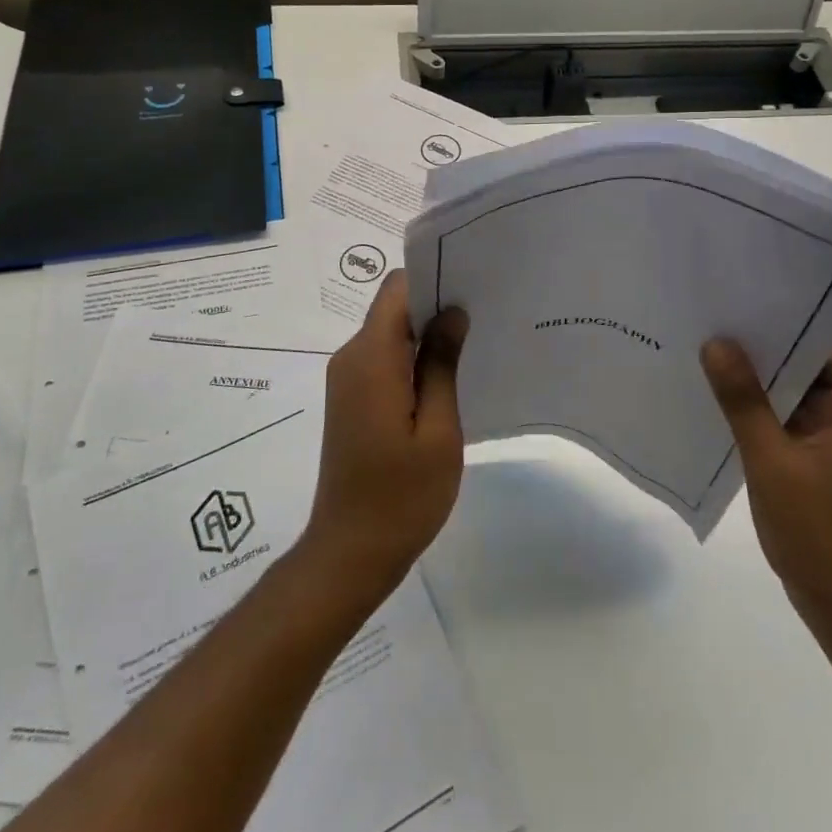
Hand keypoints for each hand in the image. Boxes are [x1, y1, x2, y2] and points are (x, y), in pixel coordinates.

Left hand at [301, 271, 468, 606]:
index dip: (433, 279)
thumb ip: (443, 364)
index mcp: (371, 358)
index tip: (472, 286)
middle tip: (484, 317)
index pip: (397, 289)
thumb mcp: (439, 430)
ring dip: (425, 336)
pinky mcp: (350, 399)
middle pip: (393, 308)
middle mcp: (351, 358)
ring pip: (389, 334)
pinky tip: (446, 380)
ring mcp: (347, 379)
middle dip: (435, 306)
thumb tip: (452, 312)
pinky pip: (382, 360)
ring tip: (472, 348)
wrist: (349, 553)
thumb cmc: (402, 496)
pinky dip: (412, 361)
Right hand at [701, 335, 831, 640]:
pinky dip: (761, 403)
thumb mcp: (774, 462)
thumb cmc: (821, 536)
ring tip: (707, 346)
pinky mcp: (825, 453)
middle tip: (711, 317)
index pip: (828, 341)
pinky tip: (720, 393)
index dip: (784, 317)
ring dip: (759, 374)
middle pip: (811, 359)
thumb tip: (716, 342)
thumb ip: (744, 400)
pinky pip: (791, 412)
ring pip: (797, 385)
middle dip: (763, 344)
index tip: (737, 298)